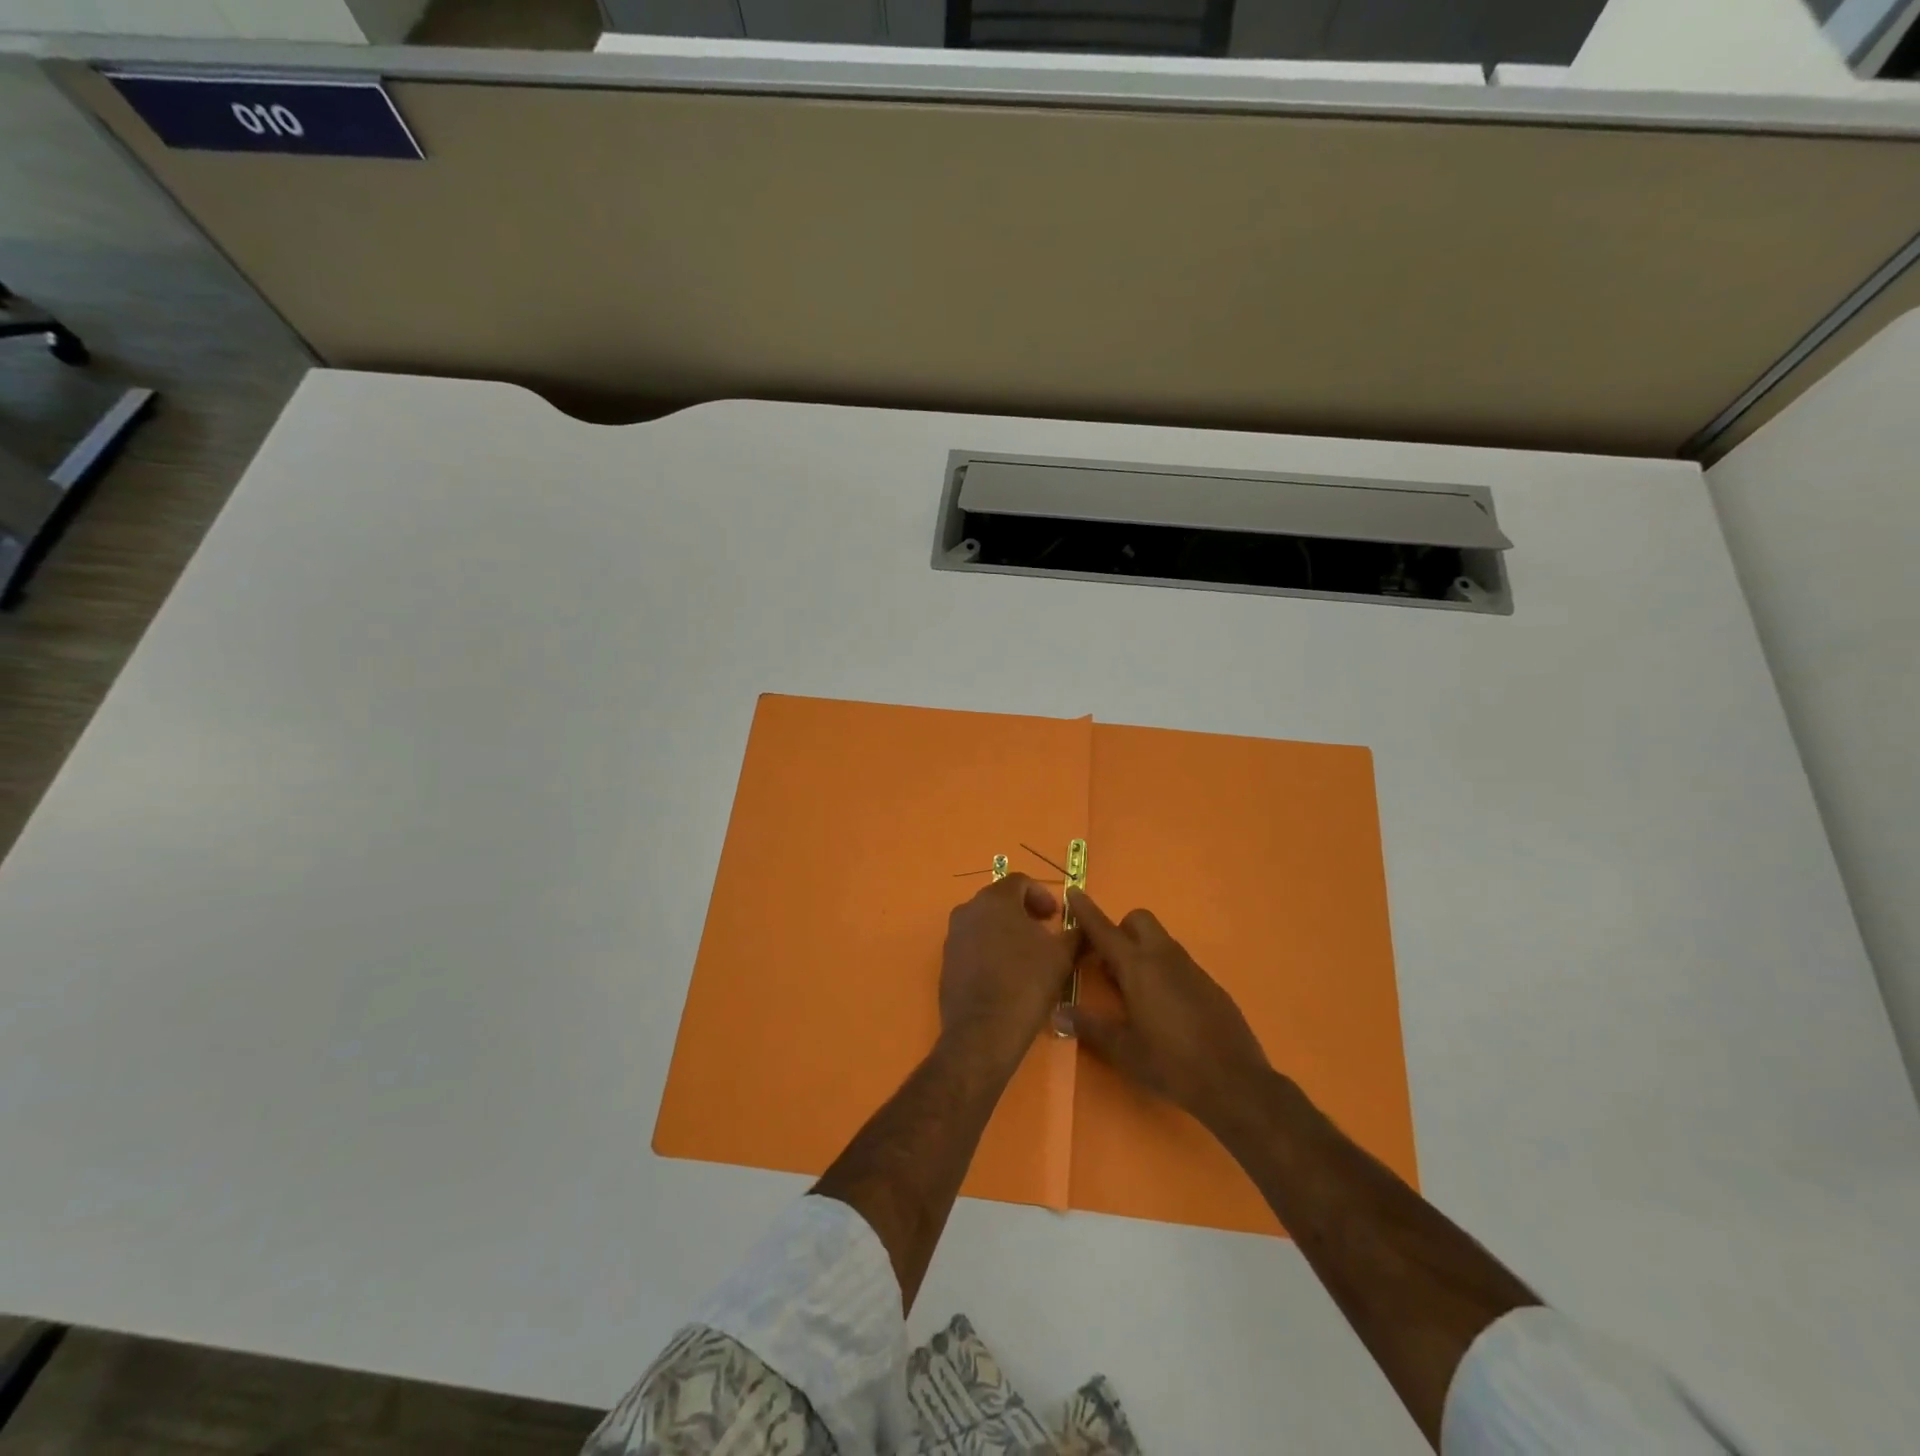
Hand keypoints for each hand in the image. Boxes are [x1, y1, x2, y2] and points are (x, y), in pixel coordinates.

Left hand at [940, 874, 1078, 1067]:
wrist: (983, 1032)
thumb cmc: (1026, 983)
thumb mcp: (1062, 956)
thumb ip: (1076, 934)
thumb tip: (1085, 927)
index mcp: (995, 899)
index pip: (1020, 881)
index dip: (1042, 895)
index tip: (1056, 917)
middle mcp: (968, 909)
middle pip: (1000, 900)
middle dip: (1025, 912)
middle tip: (1045, 932)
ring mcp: (953, 935)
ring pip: (985, 922)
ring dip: (1007, 931)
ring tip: (1028, 955)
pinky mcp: (946, 961)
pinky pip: (973, 944)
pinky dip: (991, 949)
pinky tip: (1007, 973)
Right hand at [1060, 890, 1271, 1129]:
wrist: (1235, 1082)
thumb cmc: (1170, 1063)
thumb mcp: (1123, 1049)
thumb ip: (1090, 1026)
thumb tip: (1058, 1013)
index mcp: (1138, 967)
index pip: (1105, 930)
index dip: (1086, 911)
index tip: (1073, 892)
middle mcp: (1164, 957)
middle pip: (1139, 921)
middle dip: (1120, 930)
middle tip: (1109, 964)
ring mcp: (1191, 969)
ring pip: (1160, 941)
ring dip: (1141, 951)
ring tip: (1132, 992)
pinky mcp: (1210, 984)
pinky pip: (1178, 963)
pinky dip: (1163, 971)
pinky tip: (1163, 1008)